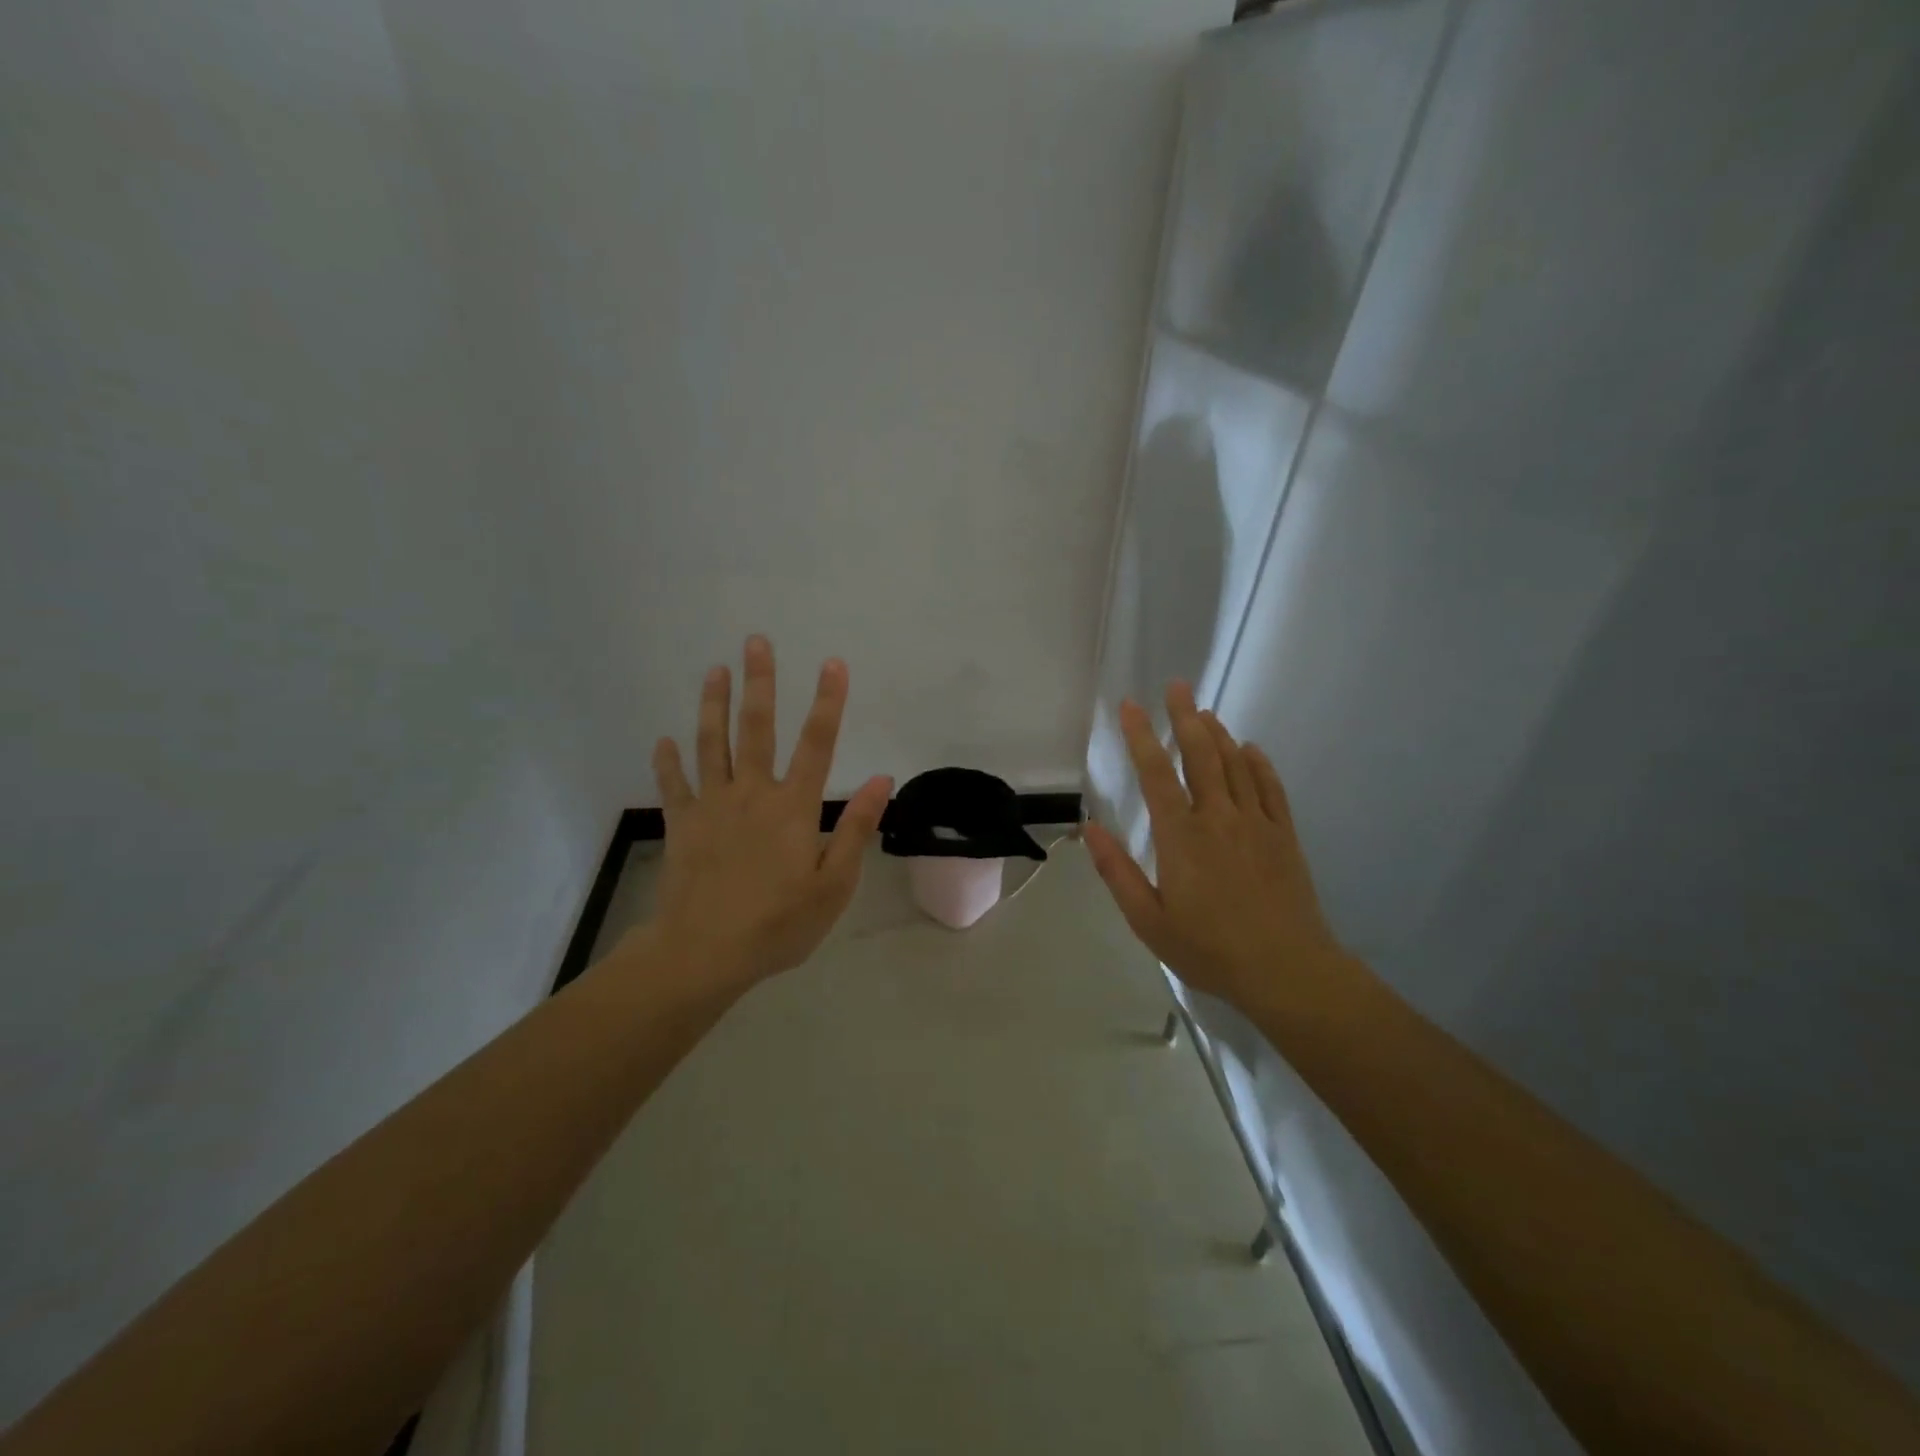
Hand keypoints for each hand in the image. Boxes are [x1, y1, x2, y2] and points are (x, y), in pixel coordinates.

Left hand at [635, 636, 892, 994]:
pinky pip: (673, 785)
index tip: (832, 663)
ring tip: (714, 670)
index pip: (817, 743)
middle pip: (756, 728)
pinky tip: (663, 741)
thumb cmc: (778, 924)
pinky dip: (667, 762)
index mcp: (793, 807)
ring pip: (711, 744)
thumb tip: (882, 779)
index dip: (827, 701)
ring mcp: (712, 806)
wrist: (704, 953)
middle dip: (759, 682)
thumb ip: (856, 829)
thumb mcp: (834, 885)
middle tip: (755, 642)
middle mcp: (752, 793)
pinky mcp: (682, 825)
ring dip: (713, 705)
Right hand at [1084, 682, 1350, 1017]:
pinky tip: (1250, 749)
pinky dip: (1257, 763)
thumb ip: (1117, 871)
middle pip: (1200, 755)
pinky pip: (1270, 787)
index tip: (1129, 706)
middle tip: (1177, 685)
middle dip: (1185, 717)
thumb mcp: (1148, 919)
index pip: (1156, 774)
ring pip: (1235, 764)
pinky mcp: (1283, 834)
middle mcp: (1218, 817)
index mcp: (1181, 836)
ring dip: (1218, 734)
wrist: (1286, 969)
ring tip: (1205, 712)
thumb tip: (1089, 827)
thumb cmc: (1209, 948)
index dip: (1140, 736)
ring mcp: (1255, 822)